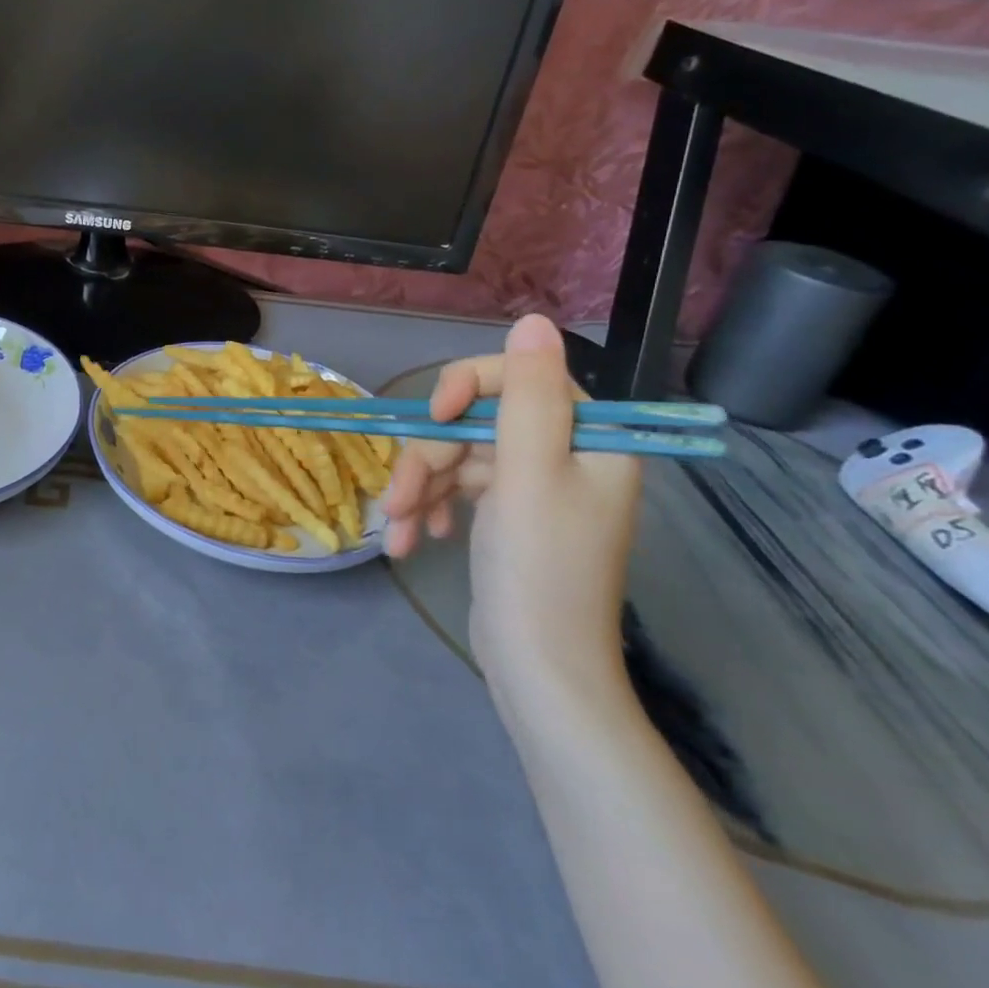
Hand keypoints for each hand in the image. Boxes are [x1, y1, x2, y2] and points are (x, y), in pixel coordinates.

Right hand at [382, 315, 640, 690]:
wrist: (538, 668)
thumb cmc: (539, 567)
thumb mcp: (530, 472)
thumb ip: (527, 394)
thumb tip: (534, 319)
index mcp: (589, 437)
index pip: (519, 377)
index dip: (465, 387)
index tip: (433, 418)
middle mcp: (564, 454)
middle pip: (476, 422)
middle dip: (429, 458)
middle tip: (401, 499)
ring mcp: (533, 486)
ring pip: (458, 456)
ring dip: (421, 489)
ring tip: (399, 529)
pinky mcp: (507, 515)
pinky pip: (458, 489)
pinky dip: (432, 509)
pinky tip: (416, 540)